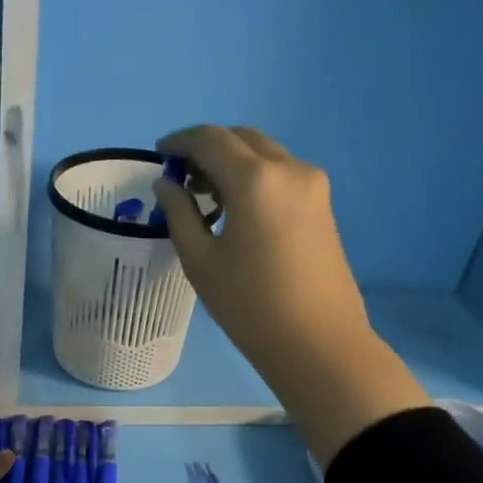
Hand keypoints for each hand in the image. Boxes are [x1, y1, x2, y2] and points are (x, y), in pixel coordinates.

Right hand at [153, 125, 429, 465]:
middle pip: (242, 139)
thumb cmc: (251, 306)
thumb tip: (166, 183)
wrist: (319, 343)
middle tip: (181, 177)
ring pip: (264, 153)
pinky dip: (254, 176)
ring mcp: (313, 185)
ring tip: (206, 196)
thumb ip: (179, 212)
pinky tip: (237, 209)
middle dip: (208, 148)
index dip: (180, 141)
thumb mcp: (200, 261)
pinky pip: (281, 173)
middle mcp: (289, 169)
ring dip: (233, 162)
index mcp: (256, 179)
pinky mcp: (323, 204)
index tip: (159, 154)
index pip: (210, 139)